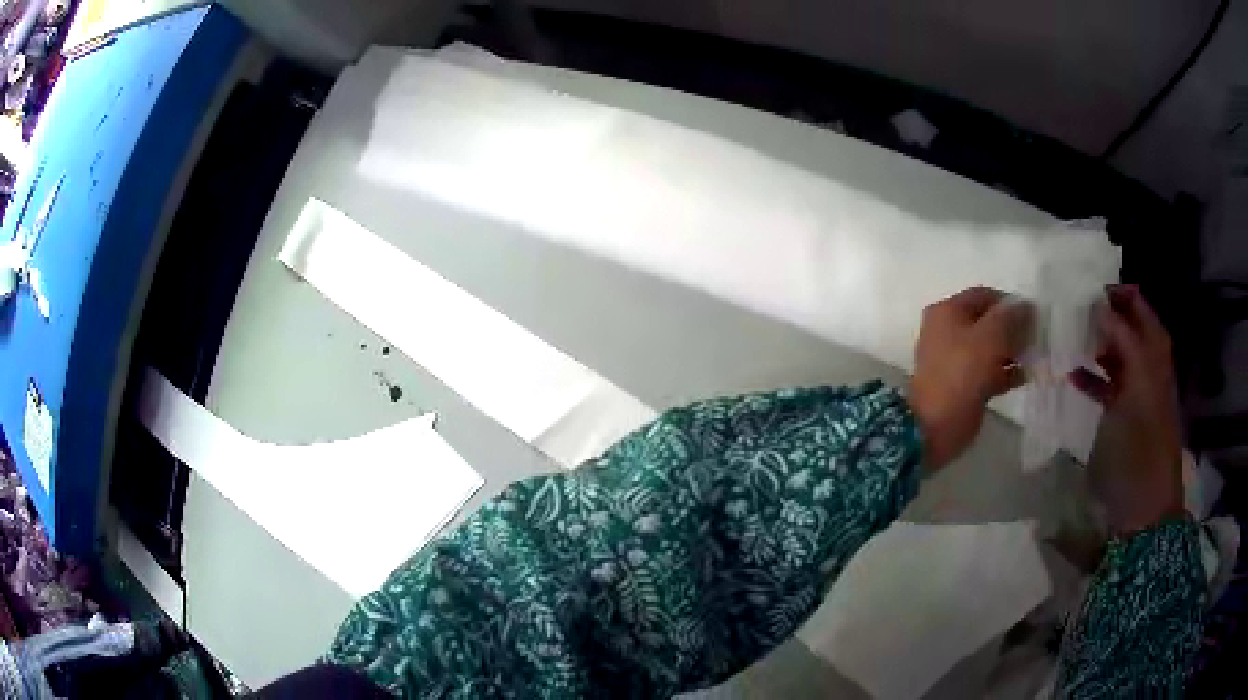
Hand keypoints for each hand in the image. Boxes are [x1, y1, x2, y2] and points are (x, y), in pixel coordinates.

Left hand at [909, 287, 1032, 470]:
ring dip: (1014, 351)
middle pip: (988, 322)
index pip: (984, 296)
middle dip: (1014, 328)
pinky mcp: (965, 386)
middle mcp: (949, 331)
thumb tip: (1027, 306)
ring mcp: (956, 360)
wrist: (935, 427)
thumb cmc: (961, 374)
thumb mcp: (989, 338)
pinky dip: (1008, 372)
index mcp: (947, 312)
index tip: (1035, 314)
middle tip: (1039, 336)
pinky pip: (991, 372)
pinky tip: (1029, 375)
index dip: (1010, 302)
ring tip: (1039, 355)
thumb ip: (1009, 318)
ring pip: (991, 348)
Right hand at [1070, 285, 1183, 534]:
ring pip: (1113, 352)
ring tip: (1065, 337)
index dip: (1112, 292)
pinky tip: (1070, 374)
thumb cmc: (1144, 441)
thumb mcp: (1137, 383)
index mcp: (1154, 348)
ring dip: (1093, 343)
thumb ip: (1121, 339)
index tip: (1081, 290)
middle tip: (1067, 311)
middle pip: (1124, 324)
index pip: (1135, 302)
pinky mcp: (1121, 414)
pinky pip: (1105, 384)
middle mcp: (1146, 362)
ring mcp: (1134, 389)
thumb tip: (1098, 302)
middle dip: (1100, 314)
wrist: (1145, 504)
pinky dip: (1089, 376)